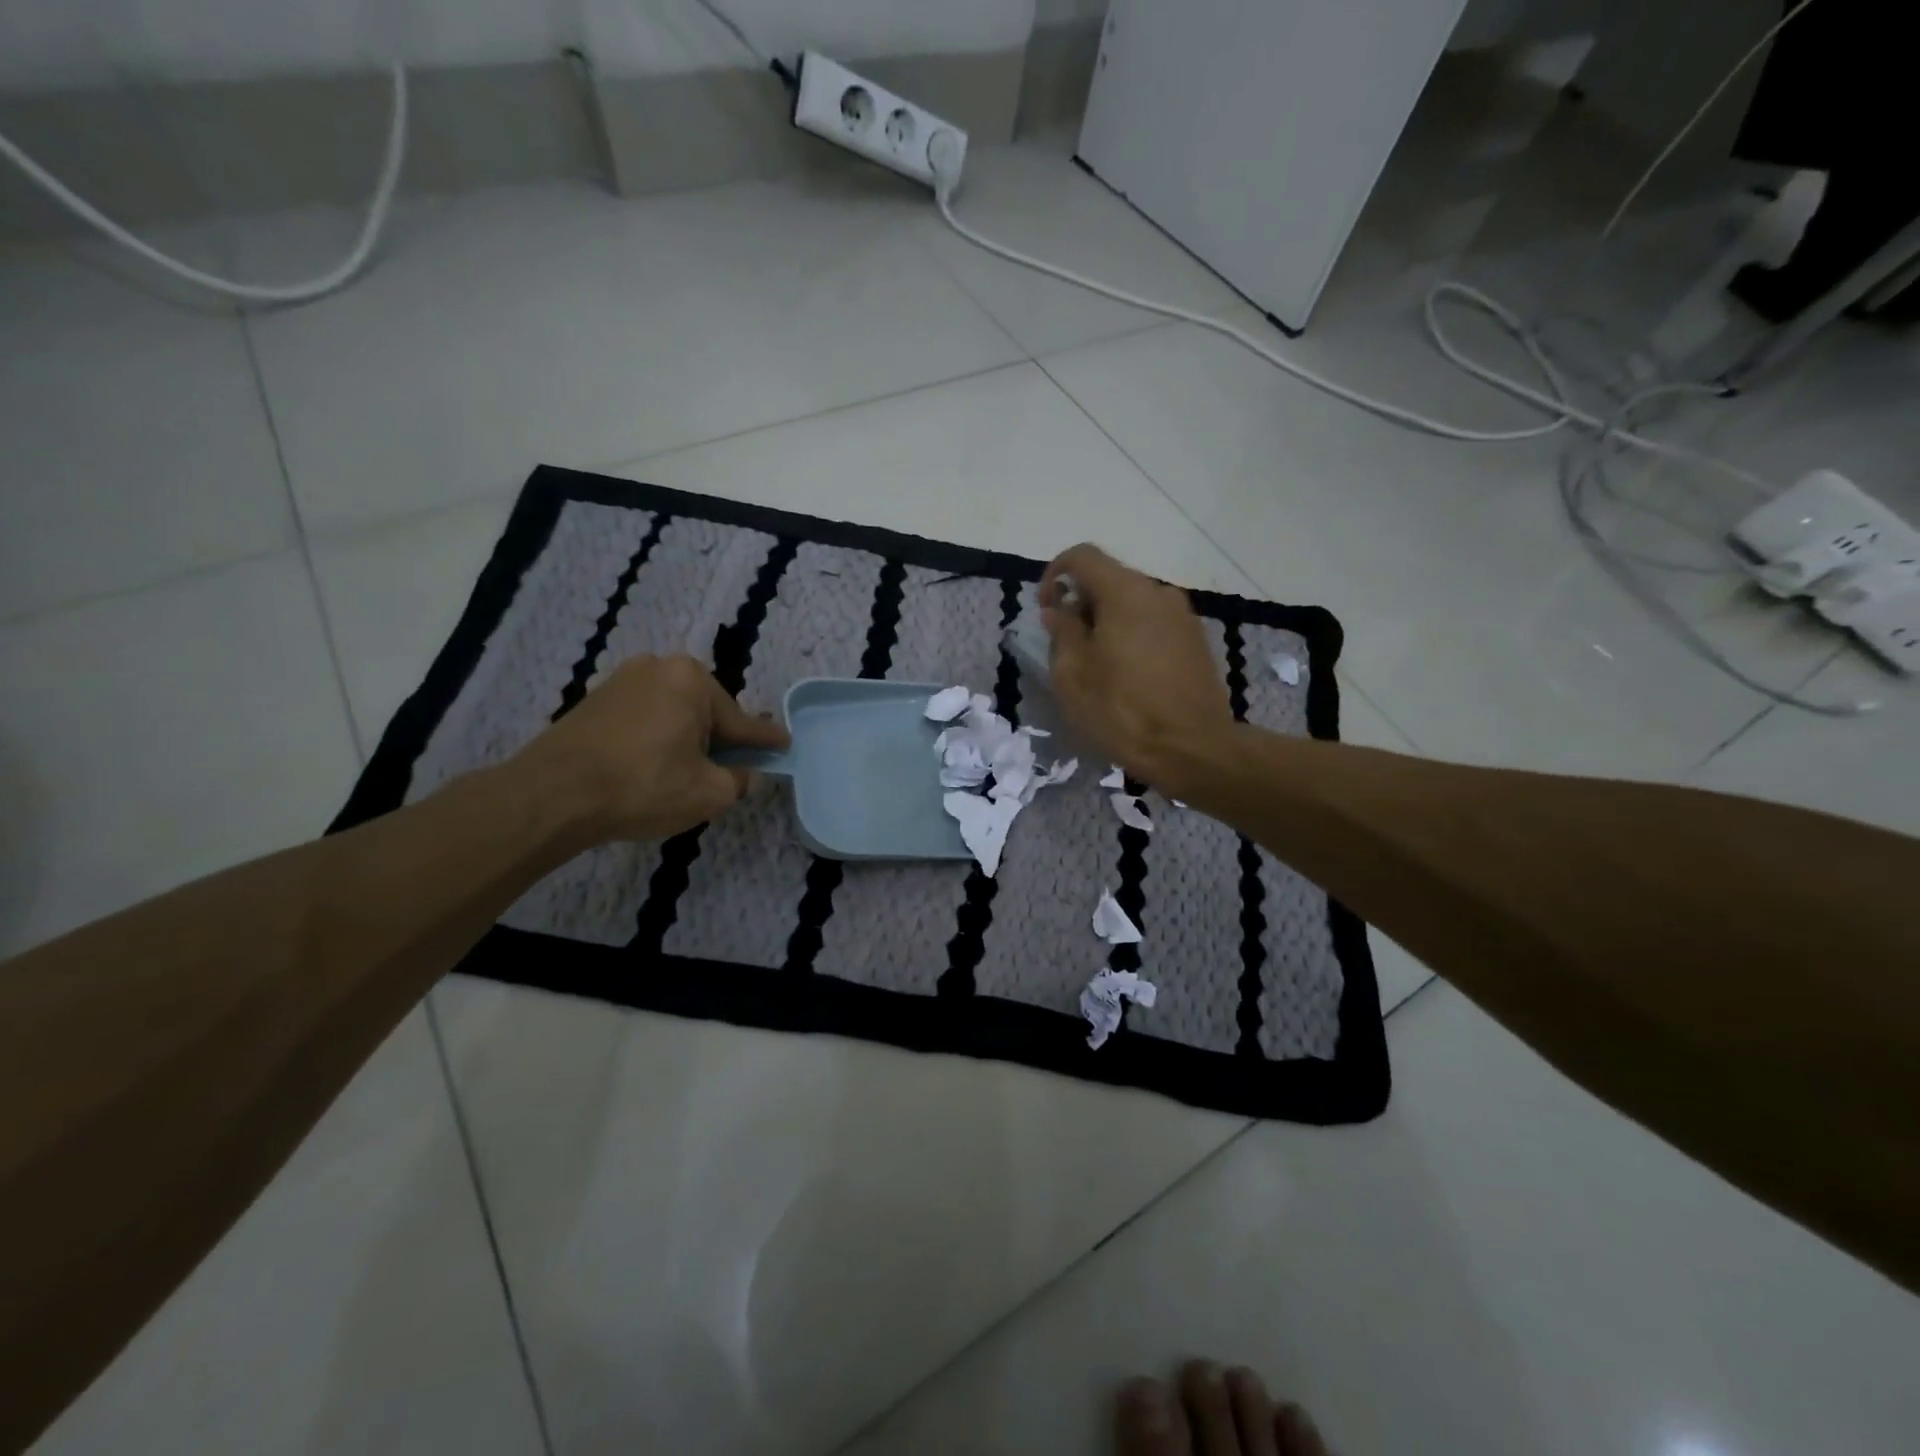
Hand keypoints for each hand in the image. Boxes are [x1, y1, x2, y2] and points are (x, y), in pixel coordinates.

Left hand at [516, 655, 789, 842]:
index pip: (742, 720)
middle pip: (706, 711)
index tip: (785, 744)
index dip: (765, 740)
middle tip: (727, 770)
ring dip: (686, 740)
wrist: (552, 796)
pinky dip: (656, 739)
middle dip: (719, 739)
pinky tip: (652, 767)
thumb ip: (738, 780)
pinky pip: (644, 718)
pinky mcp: (594, 700)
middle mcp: (659, 668)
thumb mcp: (709, 793)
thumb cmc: (643, 787)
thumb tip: (744, 774)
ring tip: (685, 774)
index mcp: (692, 679)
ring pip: (673, 714)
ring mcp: (622, 680)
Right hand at [1042, 544, 1234, 790]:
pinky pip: (1153, 624)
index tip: (1046, 609)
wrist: (1193, 749)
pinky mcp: (1196, 640)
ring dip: (1107, 622)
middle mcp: (1158, 592)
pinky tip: (1127, 675)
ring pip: (1133, 603)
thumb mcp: (1073, 676)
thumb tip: (1059, 610)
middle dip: (1081, 603)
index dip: (1054, 574)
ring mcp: (1183, 616)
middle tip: (1067, 644)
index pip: (1082, 557)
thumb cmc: (1123, 711)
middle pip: (1110, 579)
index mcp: (1125, 592)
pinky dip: (1132, 636)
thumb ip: (1062, 632)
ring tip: (1097, 664)